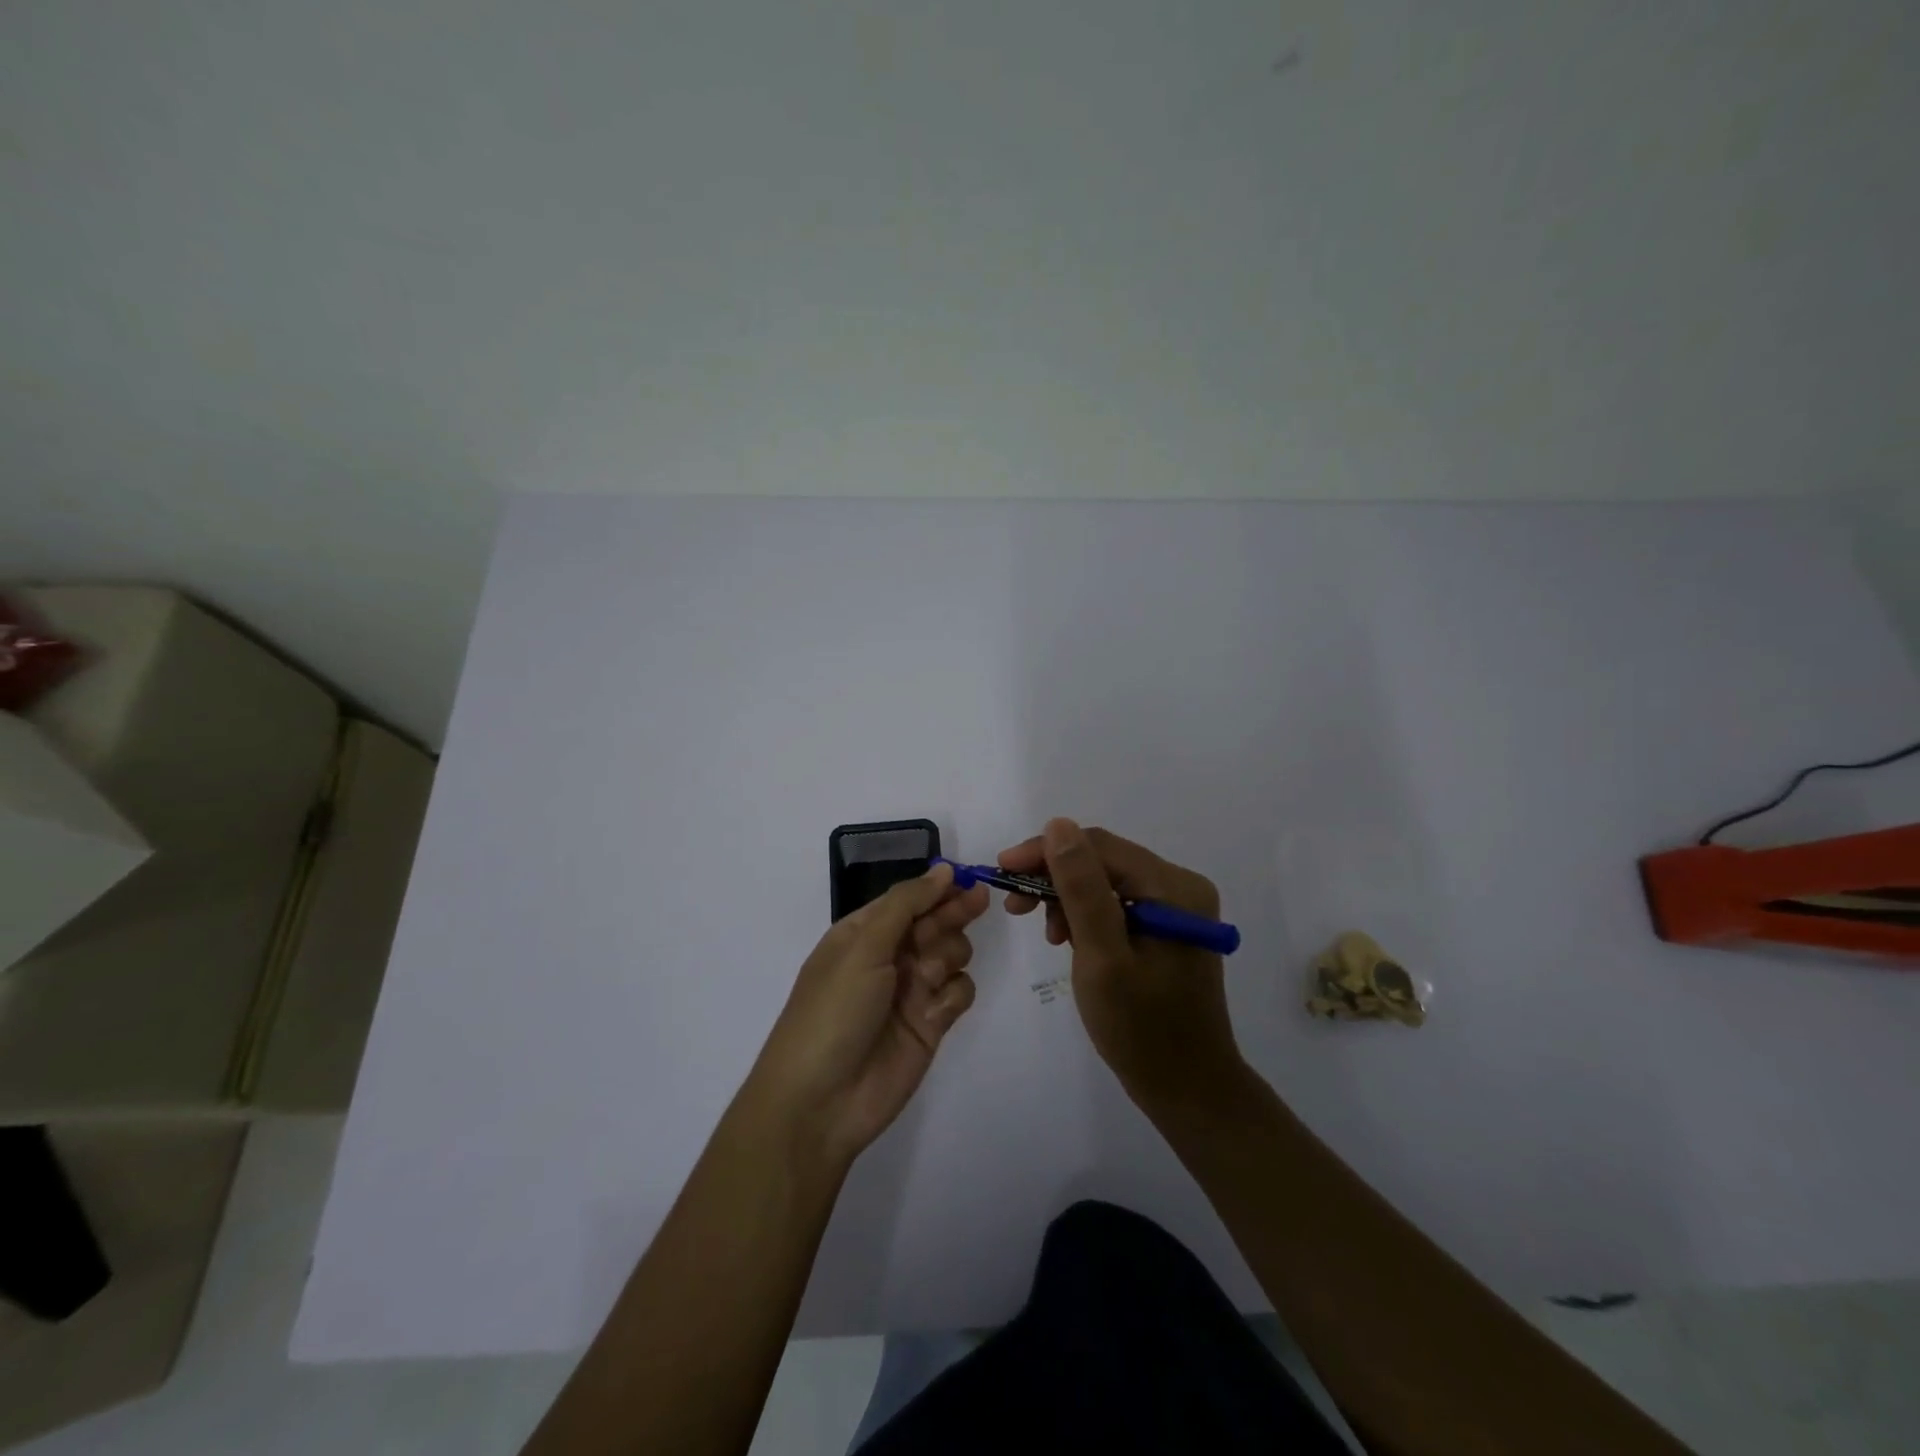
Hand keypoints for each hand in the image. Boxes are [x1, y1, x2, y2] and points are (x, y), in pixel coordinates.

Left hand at [747, 864, 989, 1168]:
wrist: (821, 1102)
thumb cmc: (833, 1012)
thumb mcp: (862, 948)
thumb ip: (905, 905)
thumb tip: (942, 870)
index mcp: (862, 934)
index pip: (907, 900)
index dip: (935, 887)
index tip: (965, 877)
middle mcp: (888, 957)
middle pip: (934, 922)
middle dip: (953, 912)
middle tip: (979, 901)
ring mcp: (911, 992)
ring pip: (951, 954)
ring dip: (947, 955)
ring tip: (927, 975)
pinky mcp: (931, 1025)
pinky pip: (958, 992)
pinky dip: (952, 995)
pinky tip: (936, 1011)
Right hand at [999, 819, 1243, 1111]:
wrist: (1188, 1089)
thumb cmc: (1142, 1029)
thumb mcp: (1102, 957)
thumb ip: (1081, 888)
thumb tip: (1058, 825)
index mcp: (1174, 888)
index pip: (1100, 847)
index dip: (1047, 851)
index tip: (1003, 870)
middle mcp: (1180, 887)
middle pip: (1104, 861)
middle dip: (1054, 877)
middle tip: (1015, 906)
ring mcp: (1176, 908)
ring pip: (1106, 881)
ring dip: (1068, 898)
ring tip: (1047, 934)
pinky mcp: (1167, 928)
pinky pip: (1117, 904)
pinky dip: (1086, 916)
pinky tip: (1069, 940)